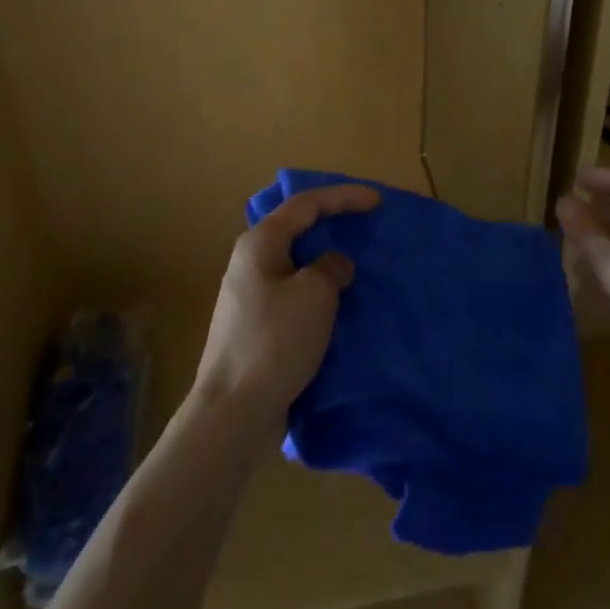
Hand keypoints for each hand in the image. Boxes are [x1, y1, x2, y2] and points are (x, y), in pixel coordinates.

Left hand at [191, 183, 377, 425]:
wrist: (233, 412)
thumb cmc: (275, 341)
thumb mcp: (315, 295)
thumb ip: (331, 268)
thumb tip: (333, 265)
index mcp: (260, 242)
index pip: (306, 204)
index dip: (343, 197)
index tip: (377, 201)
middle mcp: (250, 260)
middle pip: (297, 228)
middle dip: (332, 222)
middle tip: (365, 223)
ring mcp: (249, 294)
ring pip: (296, 262)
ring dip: (325, 259)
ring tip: (356, 261)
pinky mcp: (255, 325)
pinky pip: (293, 291)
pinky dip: (317, 289)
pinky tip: (337, 301)